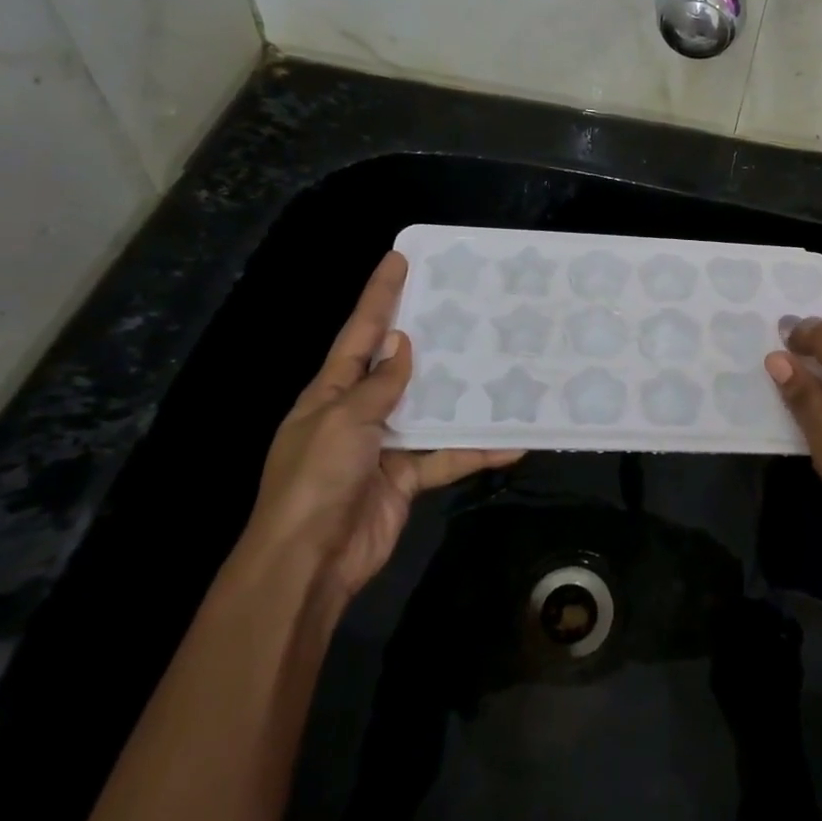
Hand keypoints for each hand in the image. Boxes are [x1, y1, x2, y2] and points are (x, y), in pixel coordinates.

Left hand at [239, 251, 522, 599]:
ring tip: (500, 365)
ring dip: (462, 394)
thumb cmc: (317, 479)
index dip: (378, 295)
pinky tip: (511, 442)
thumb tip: (401, 344)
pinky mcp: (407, 477)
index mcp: (331, 392)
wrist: (310, 562)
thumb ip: (379, 385)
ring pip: (430, 409)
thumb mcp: (344, 421)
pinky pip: (446, 456)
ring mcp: (384, 446)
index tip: (399, 258)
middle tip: (465, 306)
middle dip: (427, 336)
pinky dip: (476, 451)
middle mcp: (358, 412)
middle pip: (398, 365)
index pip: (359, 333)